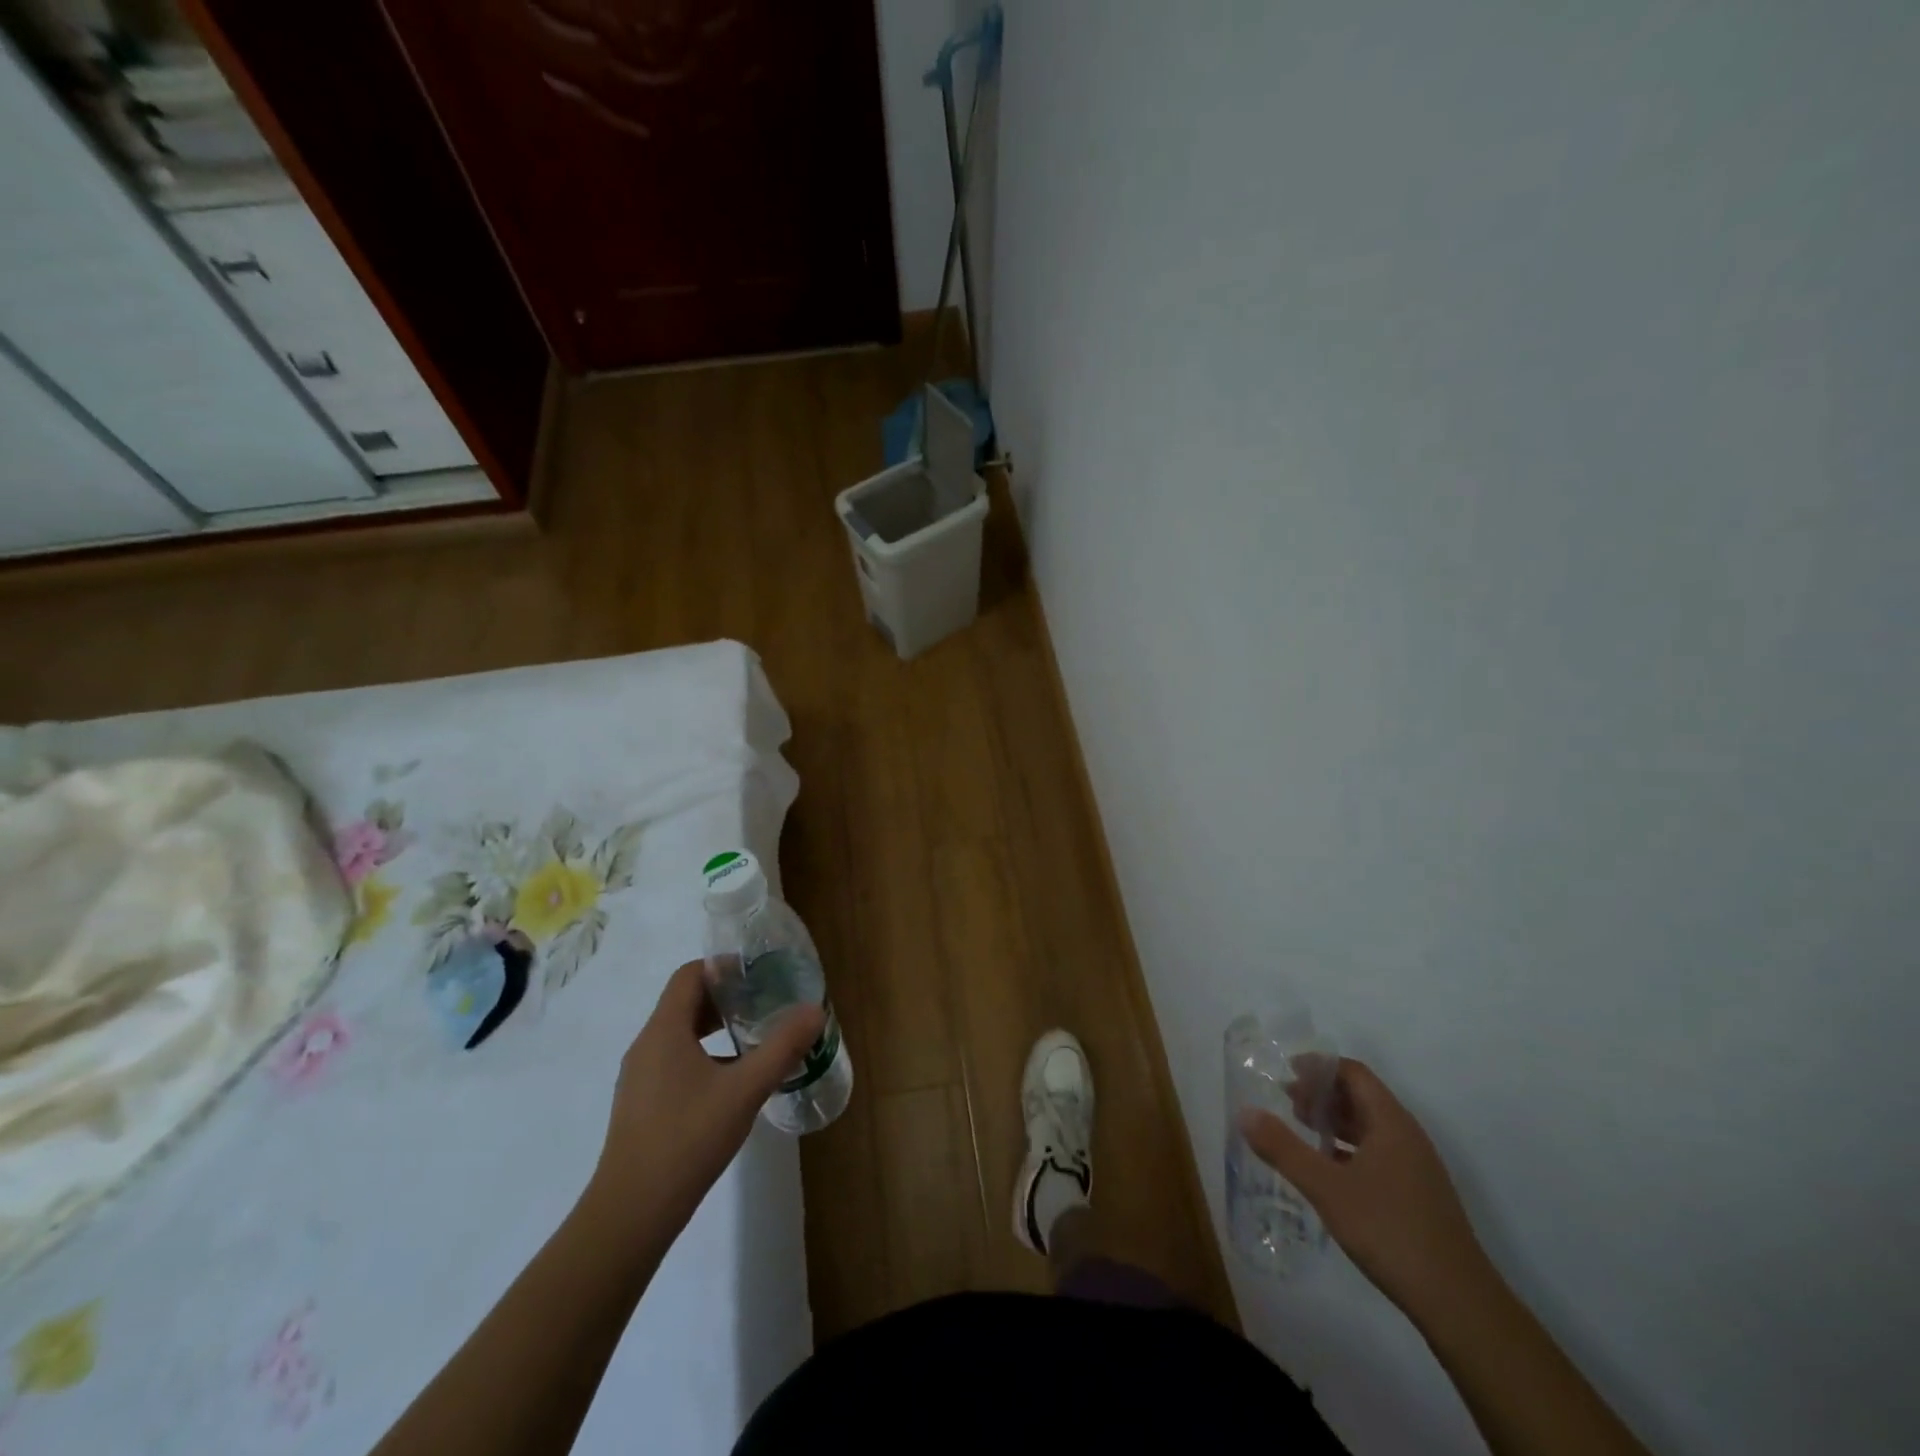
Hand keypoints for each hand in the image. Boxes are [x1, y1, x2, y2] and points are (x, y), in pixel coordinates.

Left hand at [584, 960, 824, 1235]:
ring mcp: (640, 1077)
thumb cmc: (688, 1139)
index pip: (690, 974)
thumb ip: (781, 1047)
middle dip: (726, 998)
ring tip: (754, 1039)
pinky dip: (704, 1055)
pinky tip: (732, 1082)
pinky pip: (674, 1060)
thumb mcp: (745, 1090)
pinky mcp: (642, 1104)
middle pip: (685, 1001)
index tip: (759, 976)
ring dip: (715, 1027)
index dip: (724, 967)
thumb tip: (815, 1010)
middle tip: (765, 1003)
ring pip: (680, 1033)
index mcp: (664, 1030)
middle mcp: (647, 1045)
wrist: (631, 1213)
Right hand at [1240, 1059, 1492, 1321]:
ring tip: (1301, 1129)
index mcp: (1391, 1122)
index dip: (1319, 1066)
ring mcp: (1416, 1168)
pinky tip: (1328, 1169)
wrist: (1458, 1304)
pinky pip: (1377, 1153)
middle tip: (1286, 1101)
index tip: (1286, 1071)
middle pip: (1362, 1097)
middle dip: (1322, 1093)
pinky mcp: (1417, 1196)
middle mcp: (1407, 1136)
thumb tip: (1245, 1113)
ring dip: (1334, 1121)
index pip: (1353, 1073)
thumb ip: (1284, 1149)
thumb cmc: (1390, 1231)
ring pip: (1370, 1127)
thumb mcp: (1327, 1188)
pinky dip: (1348, 1148)